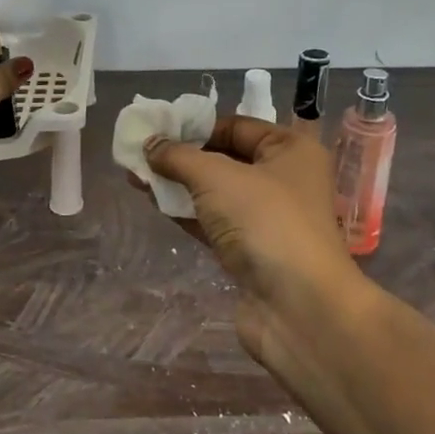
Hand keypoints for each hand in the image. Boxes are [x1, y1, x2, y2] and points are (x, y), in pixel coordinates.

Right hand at [144, 117, 362, 337]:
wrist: (297, 307)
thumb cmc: (265, 222)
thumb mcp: (216, 177)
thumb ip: (178, 156)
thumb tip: (149, 143)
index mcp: (291, 150)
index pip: (237, 126)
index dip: (196, 126)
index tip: (156, 130)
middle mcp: (285, 180)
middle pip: (226, 158)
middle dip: (182, 156)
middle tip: (140, 154)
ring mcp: (269, 219)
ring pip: (216, 193)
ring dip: (179, 184)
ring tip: (136, 177)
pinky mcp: (252, 251)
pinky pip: (214, 222)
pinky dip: (187, 212)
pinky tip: (155, 203)